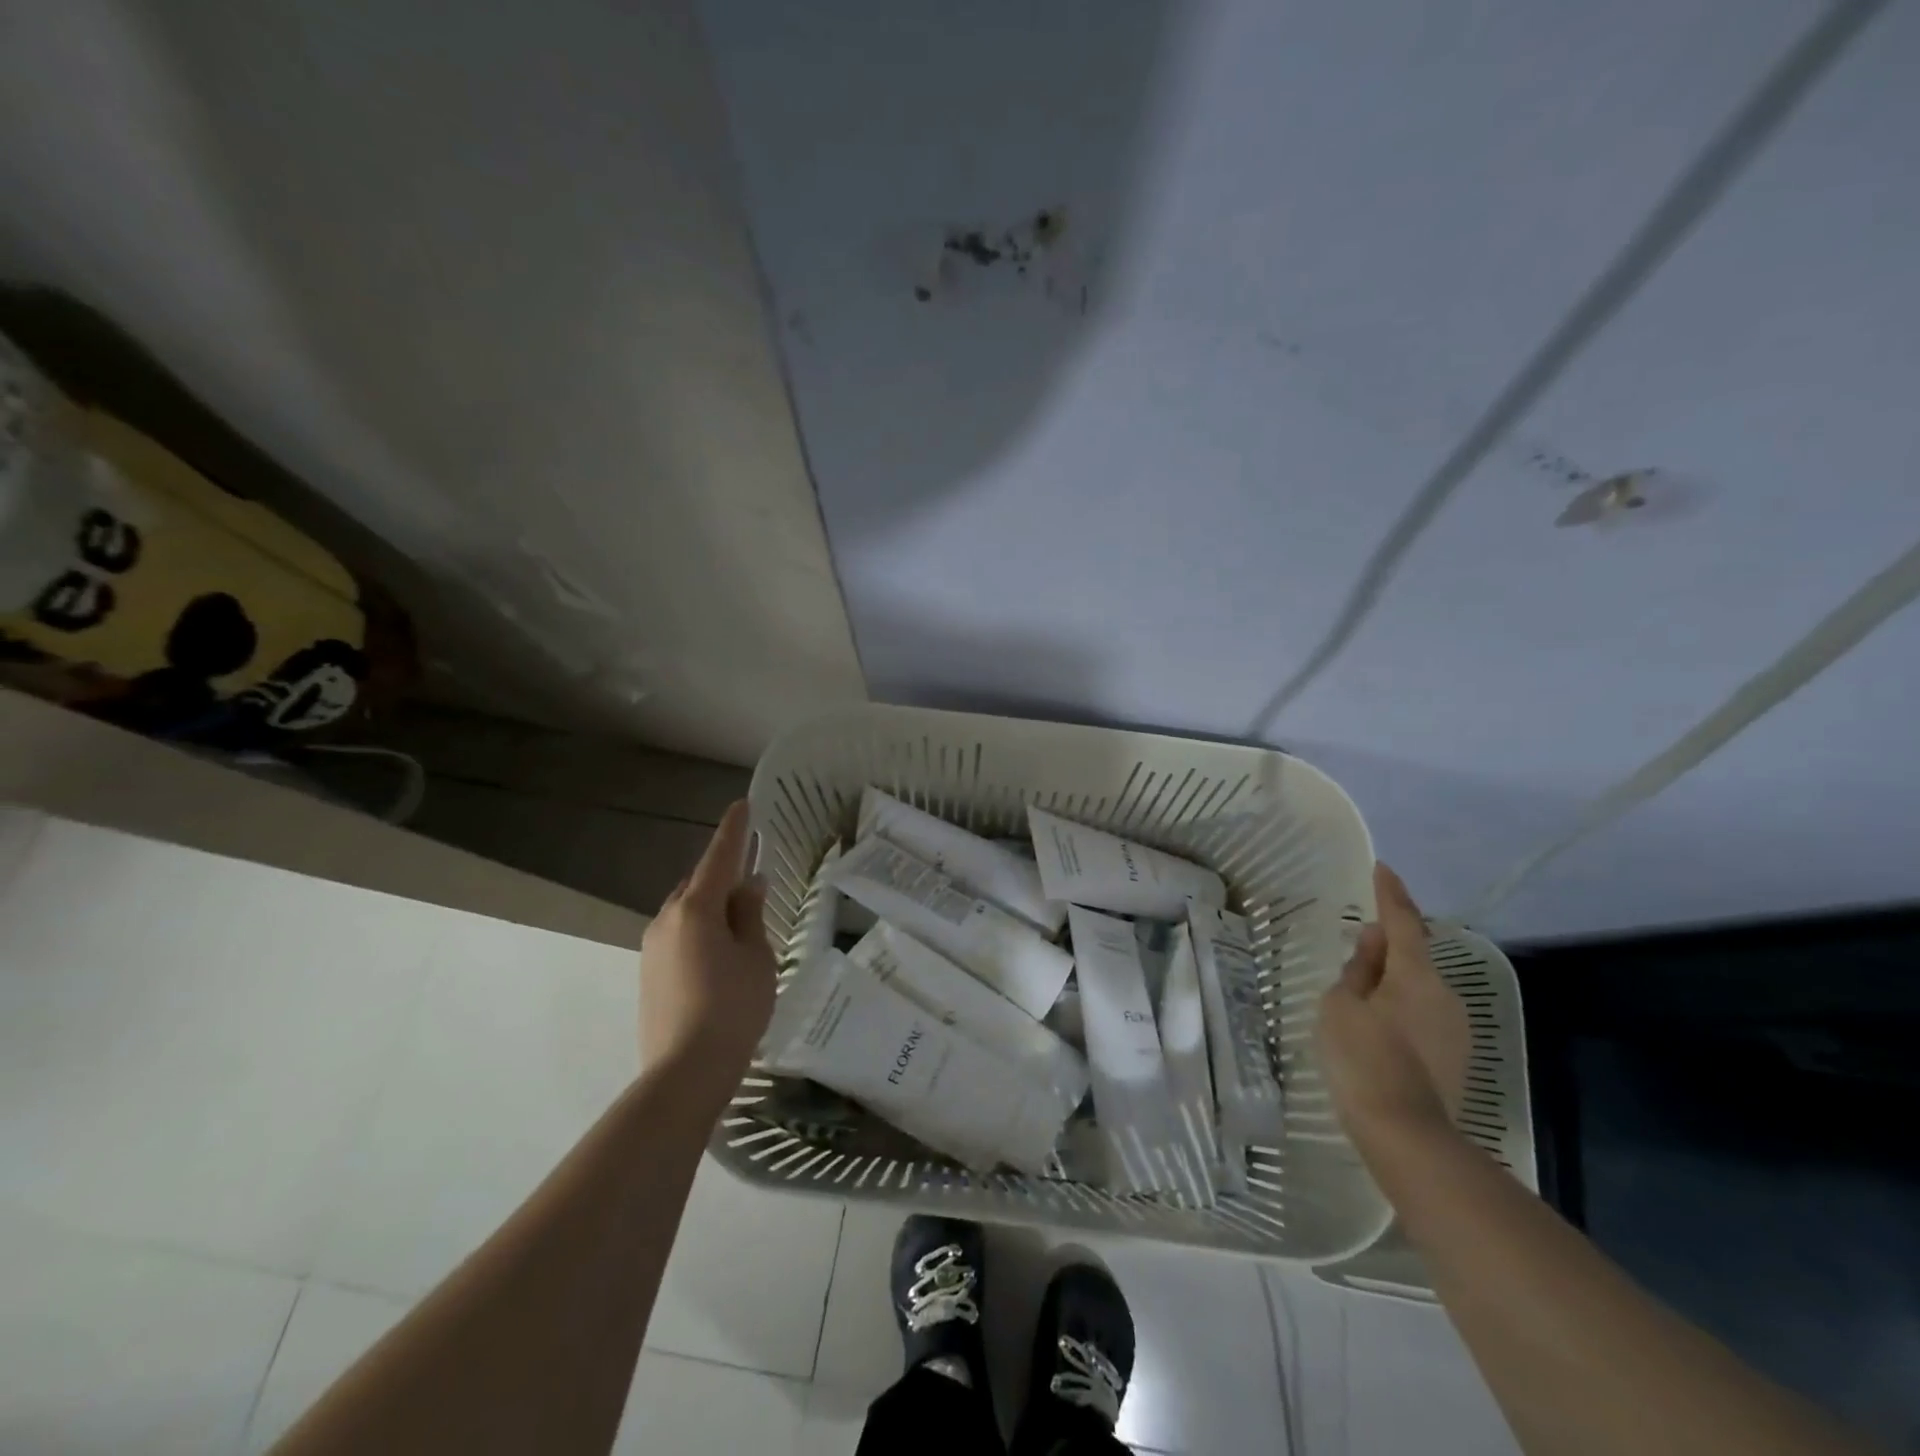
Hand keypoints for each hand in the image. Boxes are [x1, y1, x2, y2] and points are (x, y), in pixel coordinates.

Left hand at [639, 801, 777, 1090]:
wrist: (684, 1073)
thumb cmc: (733, 1008)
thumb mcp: (756, 956)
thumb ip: (750, 915)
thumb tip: (748, 886)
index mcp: (696, 909)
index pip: (719, 858)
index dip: (734, 831)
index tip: (742, 805)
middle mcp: (666, 920)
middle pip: (698, 884)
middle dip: (722, 876)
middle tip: (751, 881)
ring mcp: (652, 948)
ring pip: (685, 912)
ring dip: (710, 908)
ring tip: (740, 924)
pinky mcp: (648, 974)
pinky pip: (678, 936)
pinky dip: (699, 932)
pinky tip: (719, 955)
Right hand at [1317, 863, 1469, 1153]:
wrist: (1406, 1134)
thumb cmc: (1362, 1058)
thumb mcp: (1341, 1005)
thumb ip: (1358, 969)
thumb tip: (1375, 943)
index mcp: (1416, 975)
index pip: (1404, 921)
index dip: (1391, 893)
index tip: (1383, 868)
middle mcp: (1445, 994)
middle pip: (1413, 958)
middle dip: (1387, 948)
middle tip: (1356, 950)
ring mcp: (1456, 1028)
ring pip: (1418, 989)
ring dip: (1392, 984)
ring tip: (1358, 1001)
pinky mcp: (1456, 1057)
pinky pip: (1424, 1016)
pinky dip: (1400, 1011)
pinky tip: (1377, 1032)